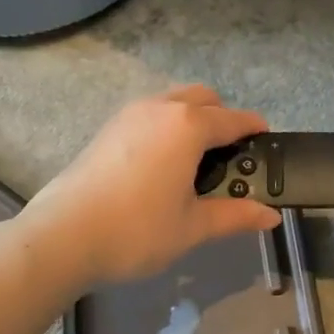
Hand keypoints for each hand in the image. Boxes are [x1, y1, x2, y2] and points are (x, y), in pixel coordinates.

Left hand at [24, 85, 282, 288]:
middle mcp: (161, 108)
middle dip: (222, 117)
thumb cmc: (137, 230)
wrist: (63, 235)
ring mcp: (130, 114)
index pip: (234, 119)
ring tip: (194, 159)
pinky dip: (166, 124)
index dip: (255, 129)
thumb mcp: (193, 226)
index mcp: (189, 126)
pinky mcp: (108, 127)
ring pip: (173, 100)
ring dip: (192, 117)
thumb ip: (235, 215)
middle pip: (204, 98)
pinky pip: (150, 113)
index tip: (266, 141)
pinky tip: (160, 163)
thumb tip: (271, 216)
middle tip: (228, 155)